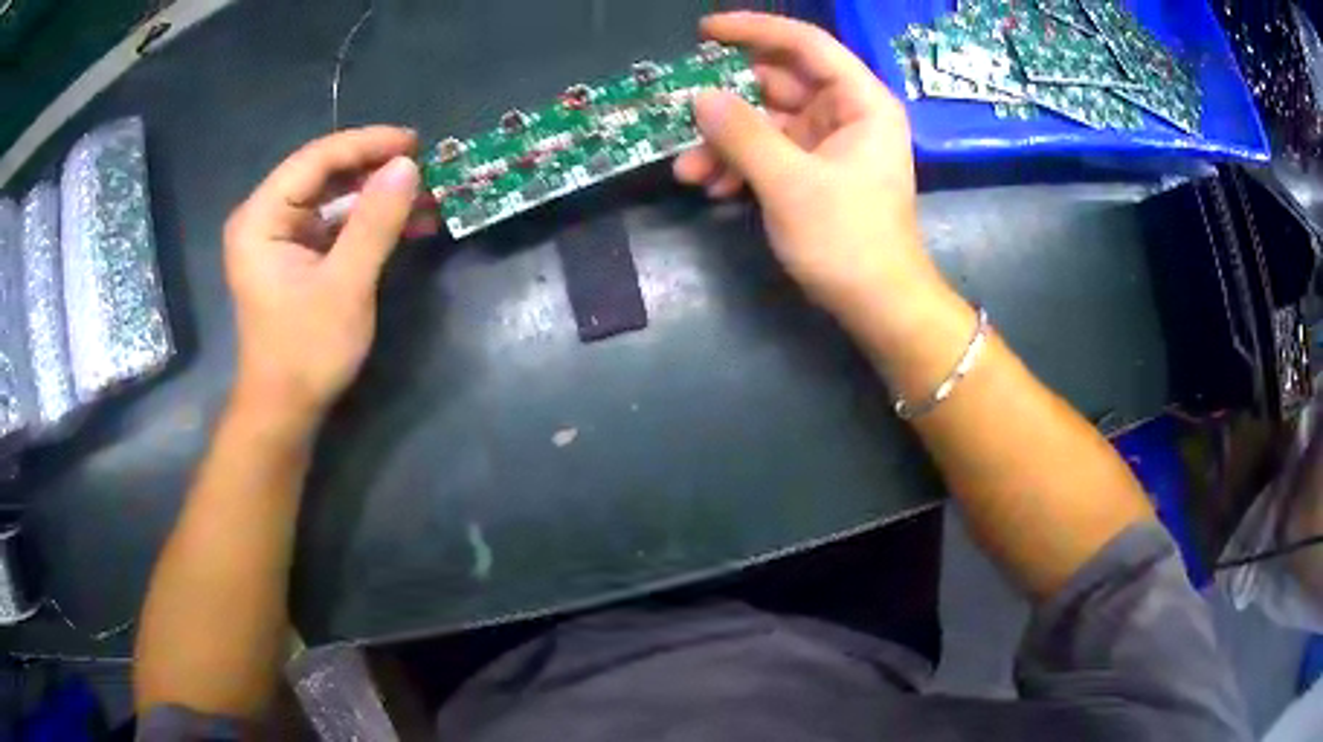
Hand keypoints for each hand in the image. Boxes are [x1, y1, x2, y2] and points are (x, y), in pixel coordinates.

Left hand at [222, 127, 437, 427]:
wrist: (285, 410)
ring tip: (424, 195)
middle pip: (323, 172)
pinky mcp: (295, 253)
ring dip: (377, 195)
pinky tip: (406, 222)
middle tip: (425, 166)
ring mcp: (279, 235)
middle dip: (374, 169)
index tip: (415, 142)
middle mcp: (265, 217)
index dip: (366, 144)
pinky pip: (334, 222)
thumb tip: (408, 165)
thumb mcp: (345, 286)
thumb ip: (374, 222)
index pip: (315, 159)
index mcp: (261, 218)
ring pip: (332, 195)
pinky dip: (368, 221)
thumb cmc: (306, 352)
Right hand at [675, 13, 950, 340]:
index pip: (806, 44)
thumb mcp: (789, 183)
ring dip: (727, 143)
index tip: (705, 31)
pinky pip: (772, 152)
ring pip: (768, 122)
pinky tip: (714, 187)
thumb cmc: (847, 241)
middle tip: (686, 117)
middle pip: (779, 84)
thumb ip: (742, 134)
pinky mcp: (816, 171)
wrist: (879, 305)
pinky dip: (743, 164)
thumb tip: (699, 97)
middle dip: (730, 105)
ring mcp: (831, 143)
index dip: (755, 30)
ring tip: (690, 173)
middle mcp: (847, 113)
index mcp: (860, 101)